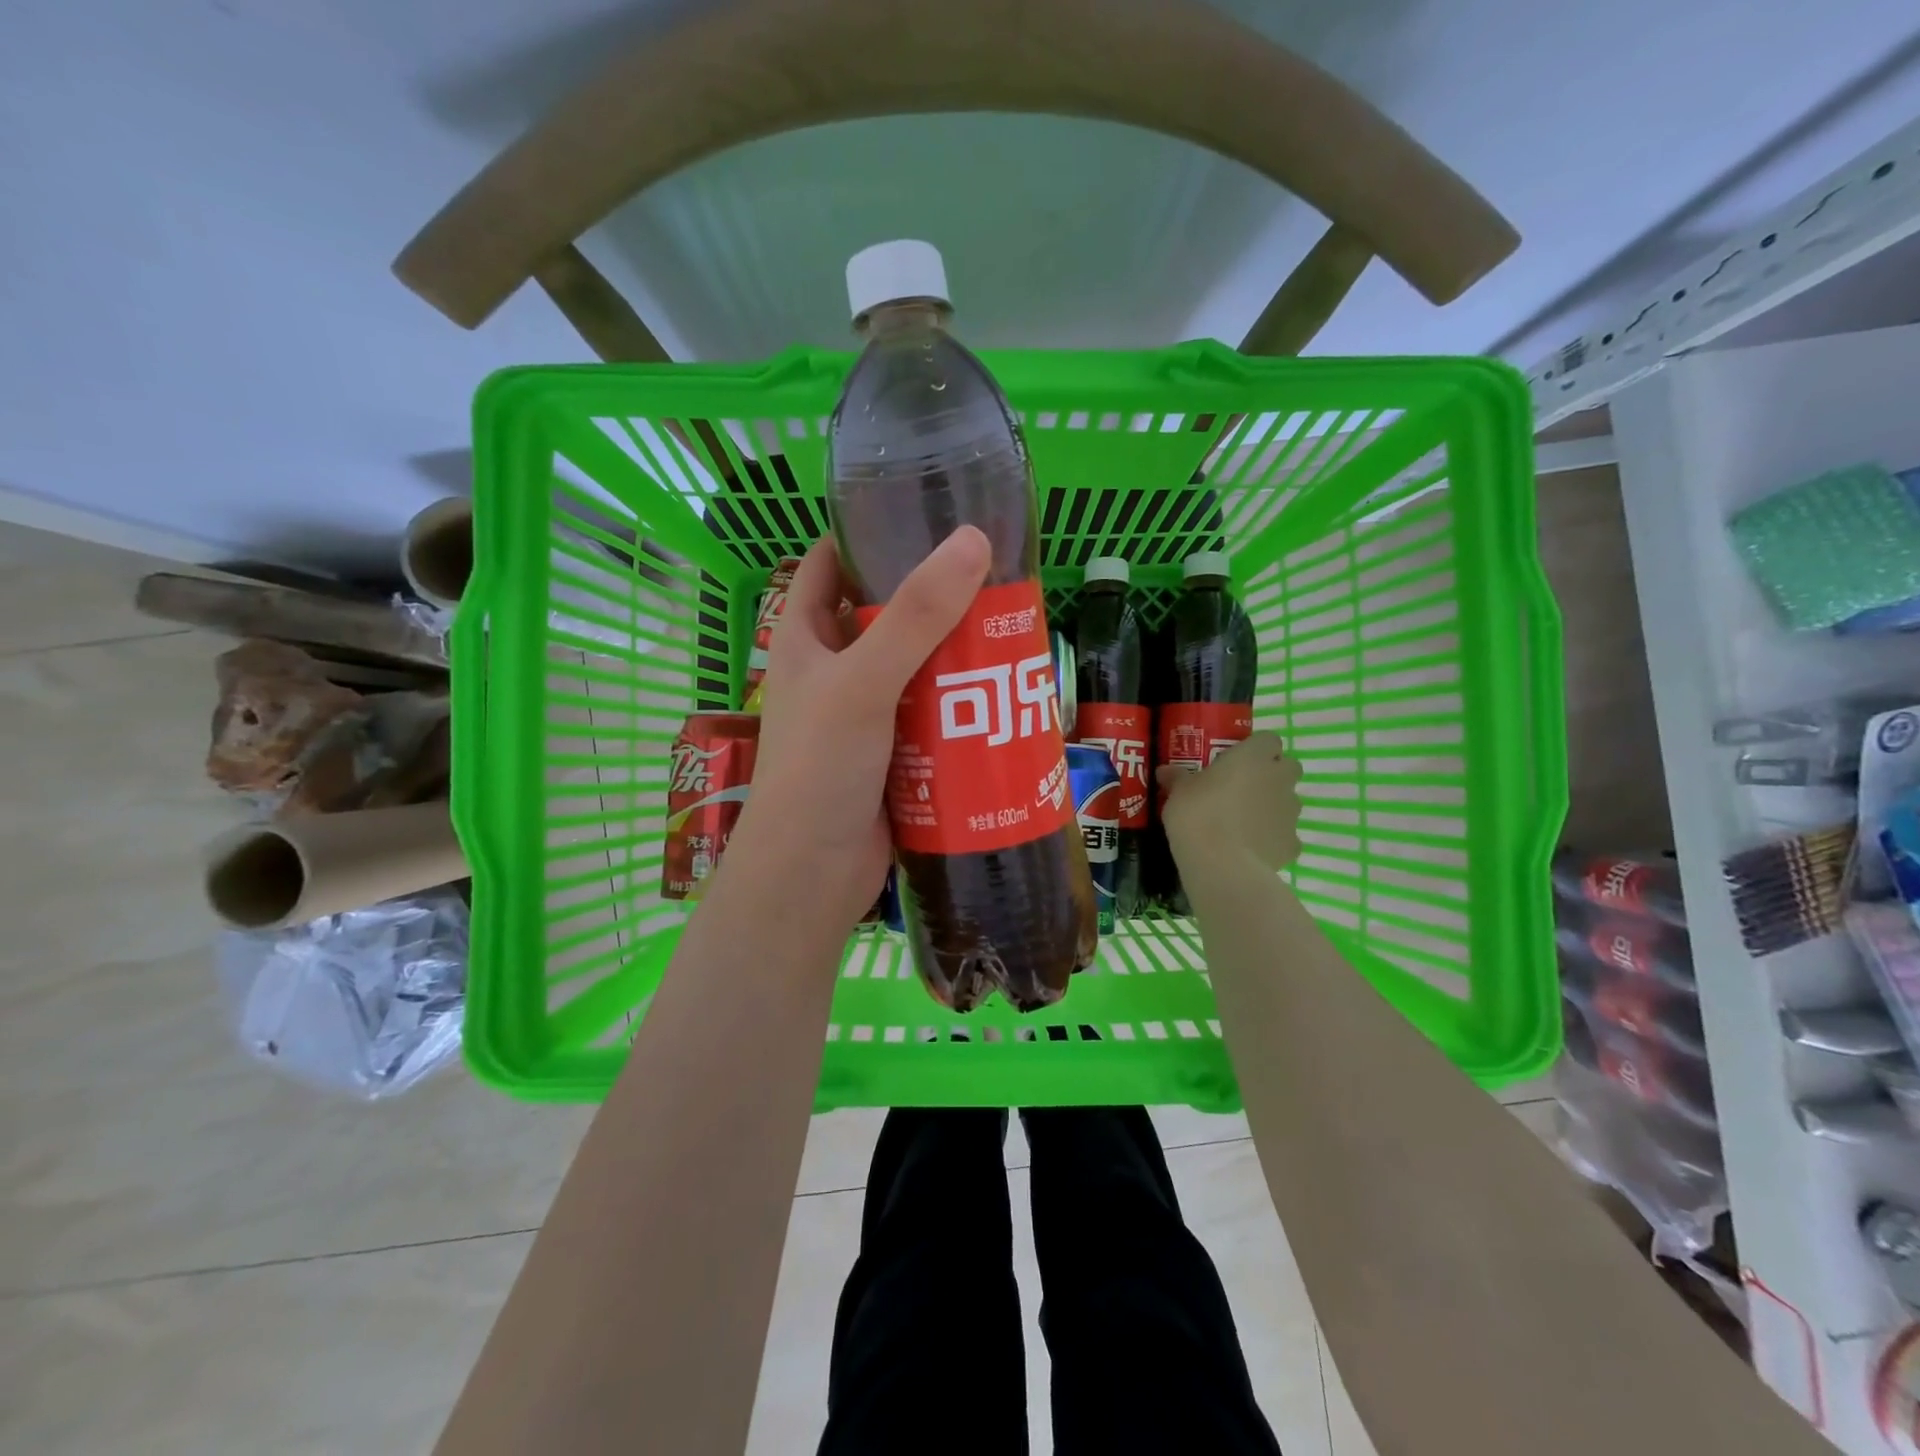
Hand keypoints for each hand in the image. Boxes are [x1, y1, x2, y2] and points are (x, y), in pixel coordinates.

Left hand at [724, 528, 991, 928]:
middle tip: (989, 576)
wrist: (812, 877)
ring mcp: (863, 714)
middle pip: (883, 615)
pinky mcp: (893, 753)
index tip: (920, 513)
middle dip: (930, 597)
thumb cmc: (819, 770)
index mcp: (803, 639)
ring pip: (914, 667)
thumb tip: (972, 541)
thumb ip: (914, 617)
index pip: (827, 566)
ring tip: (1008, 628)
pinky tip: (1002, 695)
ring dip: (953, 654)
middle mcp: (832, 670)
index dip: (864, 535)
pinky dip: (960, 705)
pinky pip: (931, 715)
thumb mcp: (862, 683)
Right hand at [1156, 732, 1302, 872]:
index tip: (1236, 760)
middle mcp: (1279, 778)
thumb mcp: (1178, 791)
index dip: (1255, 749)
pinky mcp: (1292, 842)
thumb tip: (1165, 771)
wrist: (1221, 863)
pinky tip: (1250, 848)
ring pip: (1288, 801)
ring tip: (1243, 822)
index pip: (1268, 739)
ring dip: (1272, 806)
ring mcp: (1290, 811)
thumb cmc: (1198, 813)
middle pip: (1288, 767)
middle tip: (1243, 787)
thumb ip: (1177, 777)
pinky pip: (1285, 834)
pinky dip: (1272, 838)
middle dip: (1272, 774)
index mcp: (1253, 756)